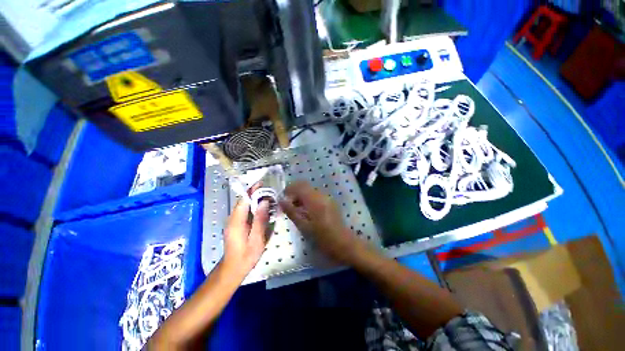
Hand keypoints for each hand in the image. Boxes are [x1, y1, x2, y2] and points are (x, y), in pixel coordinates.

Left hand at [222, 199, 269, 279]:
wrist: (233, 269)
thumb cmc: (246, 256)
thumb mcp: (256, 239)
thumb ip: (260, 220)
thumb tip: (265, 202)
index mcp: (236, 221)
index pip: (243, 200)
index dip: (252, 191)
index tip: (263, 184)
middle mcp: (232, 219)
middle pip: (244, 201)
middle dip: (256, 194)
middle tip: (271, 192)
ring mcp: (233, 221)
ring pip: (245, 206)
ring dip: (256, 200)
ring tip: (270, 199)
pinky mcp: (236, 225)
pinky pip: (245, 212)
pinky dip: (254, 207)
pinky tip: (264, 209)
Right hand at [279, 181, 358, 262]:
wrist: (343, 243)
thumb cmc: (322, 238)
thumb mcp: (304, 226)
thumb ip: (291, 211)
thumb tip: (281, 200)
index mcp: (315, 200)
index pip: (300, 186)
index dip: (289, 189)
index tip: (282, 198)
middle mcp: (322, 195)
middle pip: (305, 186)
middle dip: (295, 192)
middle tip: (288, 205)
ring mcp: (327, 197)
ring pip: (310, 190)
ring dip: (301, 196)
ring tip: (296, 209)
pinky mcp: (330, 201)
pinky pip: (316, 195)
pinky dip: (308, 199)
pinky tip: (306, 211)